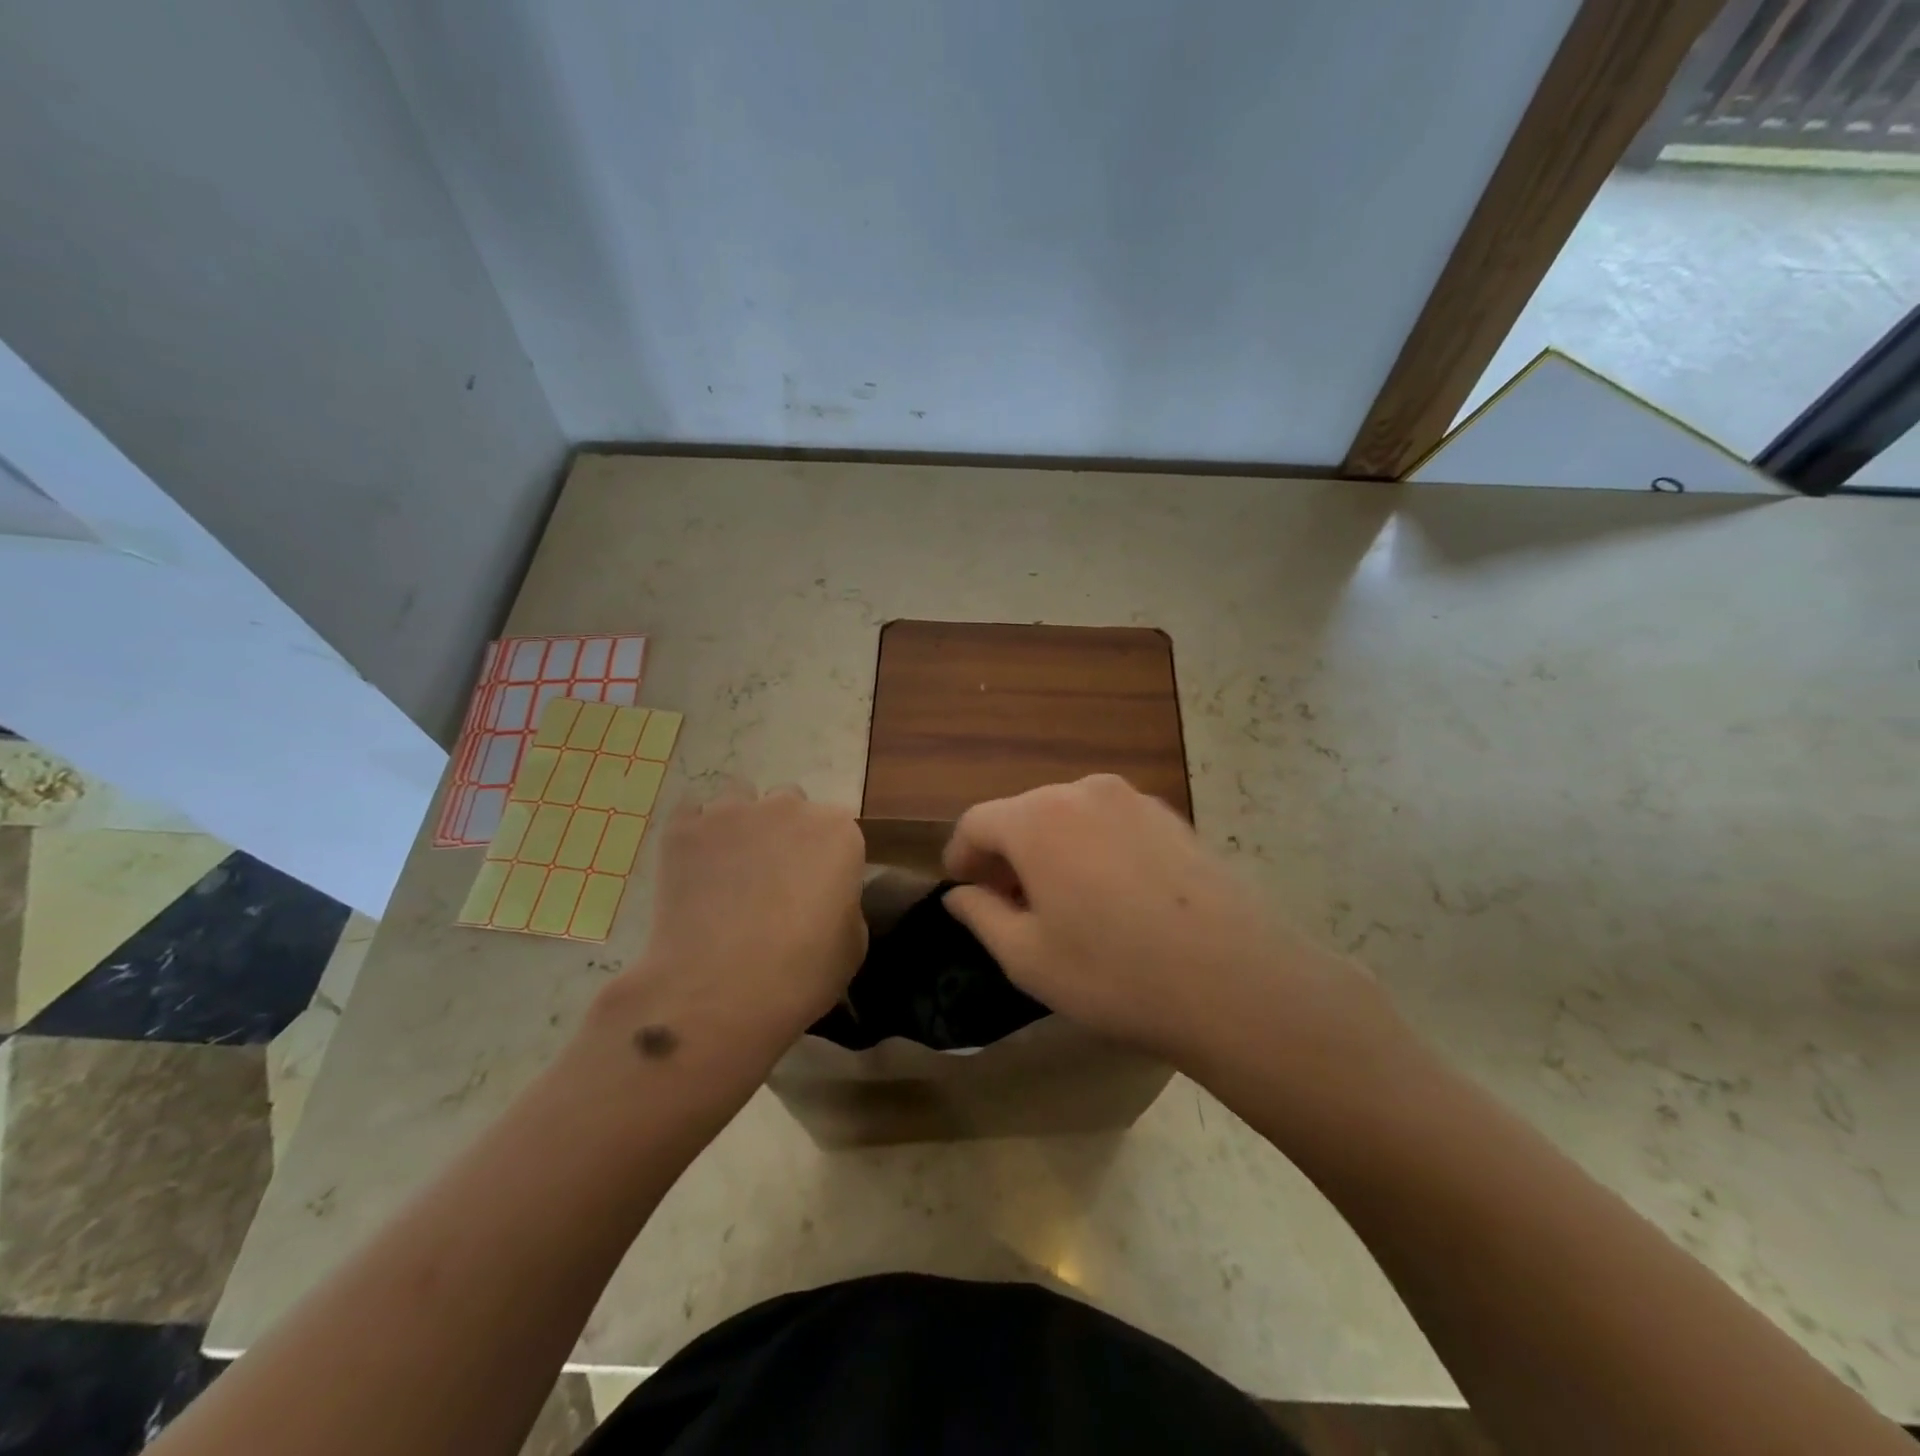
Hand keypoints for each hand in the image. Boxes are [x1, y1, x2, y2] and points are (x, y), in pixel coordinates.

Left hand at [625, 781, 866, 1055]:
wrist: (718, 993)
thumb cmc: (801, 974)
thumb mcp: (852, 944)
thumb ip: (844, 901)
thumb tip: (826, 896)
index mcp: (838, 832)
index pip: (838, 827)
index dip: (826, 856)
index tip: (816, 886)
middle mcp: (789, 808)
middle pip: (790, 804)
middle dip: (784, 831)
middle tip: (772, 878)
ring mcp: (733, 813)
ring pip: (739, 799)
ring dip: (739, 824)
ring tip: (727, 868)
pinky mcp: (684, 829)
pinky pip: (691, 814)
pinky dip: (695, 834)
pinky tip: (693, 867)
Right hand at [942, 775, 1390, 1074]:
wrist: (1234, 979)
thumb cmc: (1113, 972)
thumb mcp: (1027, 957)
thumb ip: (981, 915)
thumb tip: (960, 894)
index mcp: (1037, 818)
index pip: (977, 822)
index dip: (960, 855)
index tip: (962, 889)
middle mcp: (1083, 791)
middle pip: (1024, 813)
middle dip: (1007, 854)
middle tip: (1009, 904)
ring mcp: (1134, 800)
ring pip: (1070, 816)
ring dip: (1052, 849)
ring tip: (1062, 901)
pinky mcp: (1173, 817)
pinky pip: (1112, 824)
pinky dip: (1094, 848)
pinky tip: (1113, 896)